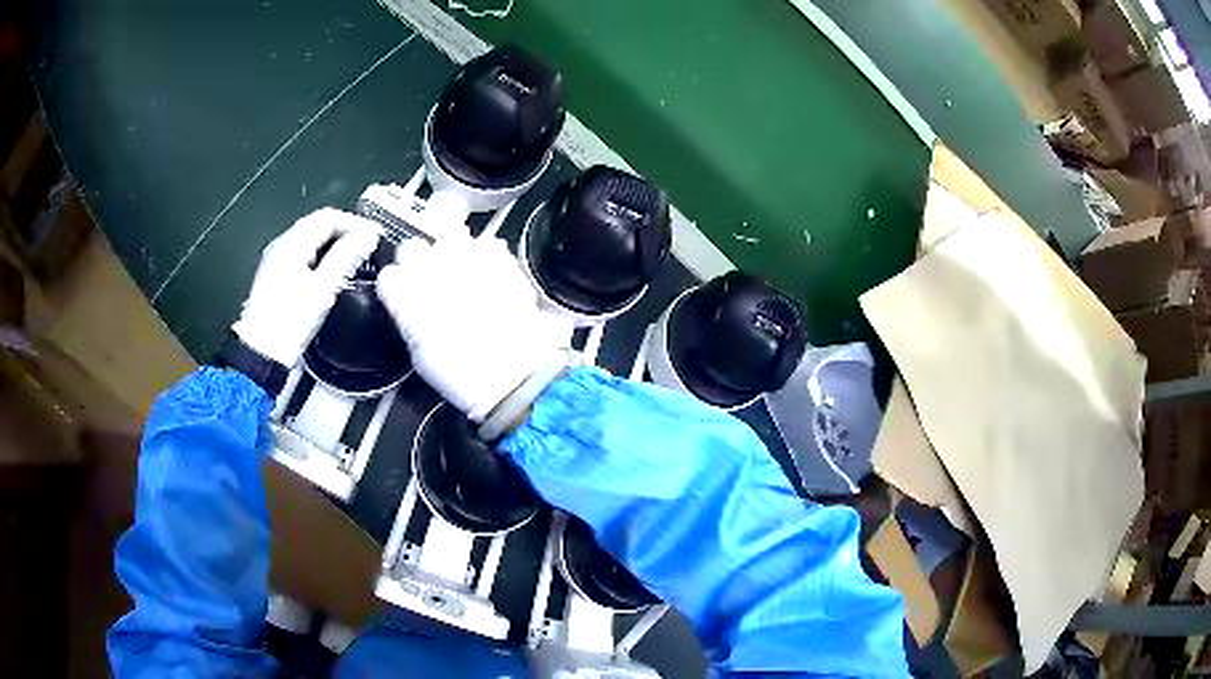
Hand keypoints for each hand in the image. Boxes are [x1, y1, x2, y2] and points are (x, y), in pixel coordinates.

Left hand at [232, 208, 379, 366]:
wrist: (262, 354)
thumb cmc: (290, 322)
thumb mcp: (323, 290)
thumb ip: (346, 258)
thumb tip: (368, 236)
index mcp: (292, 244)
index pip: (328, 217)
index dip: (355, 223)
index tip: (376, 236)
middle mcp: (281, 246)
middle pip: (318, 225)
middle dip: (345, 231)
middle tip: (368, 245)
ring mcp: (276, 261)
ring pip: (311, 240)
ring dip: (334, 244)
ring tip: (355, 257)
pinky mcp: (276, 277)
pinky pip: (303, 254)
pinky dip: (322, 256)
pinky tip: (333, 270)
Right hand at [376, 235, 570, 421]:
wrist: (512, 371)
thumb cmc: (461, 372)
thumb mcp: (420, 352)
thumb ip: (409, 316)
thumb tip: (410, 305)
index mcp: (404, 293)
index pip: (388, 275)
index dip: (397, 286)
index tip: (403, 297)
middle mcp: (429, 266)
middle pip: (412, 247)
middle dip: (418, 261)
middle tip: (430, 282)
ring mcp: (464, 255)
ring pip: (447, 237)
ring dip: (450, 253)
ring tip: (461, 276)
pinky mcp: (497, 255)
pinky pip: (484, 245)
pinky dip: (484, 256)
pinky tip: (489, 277)